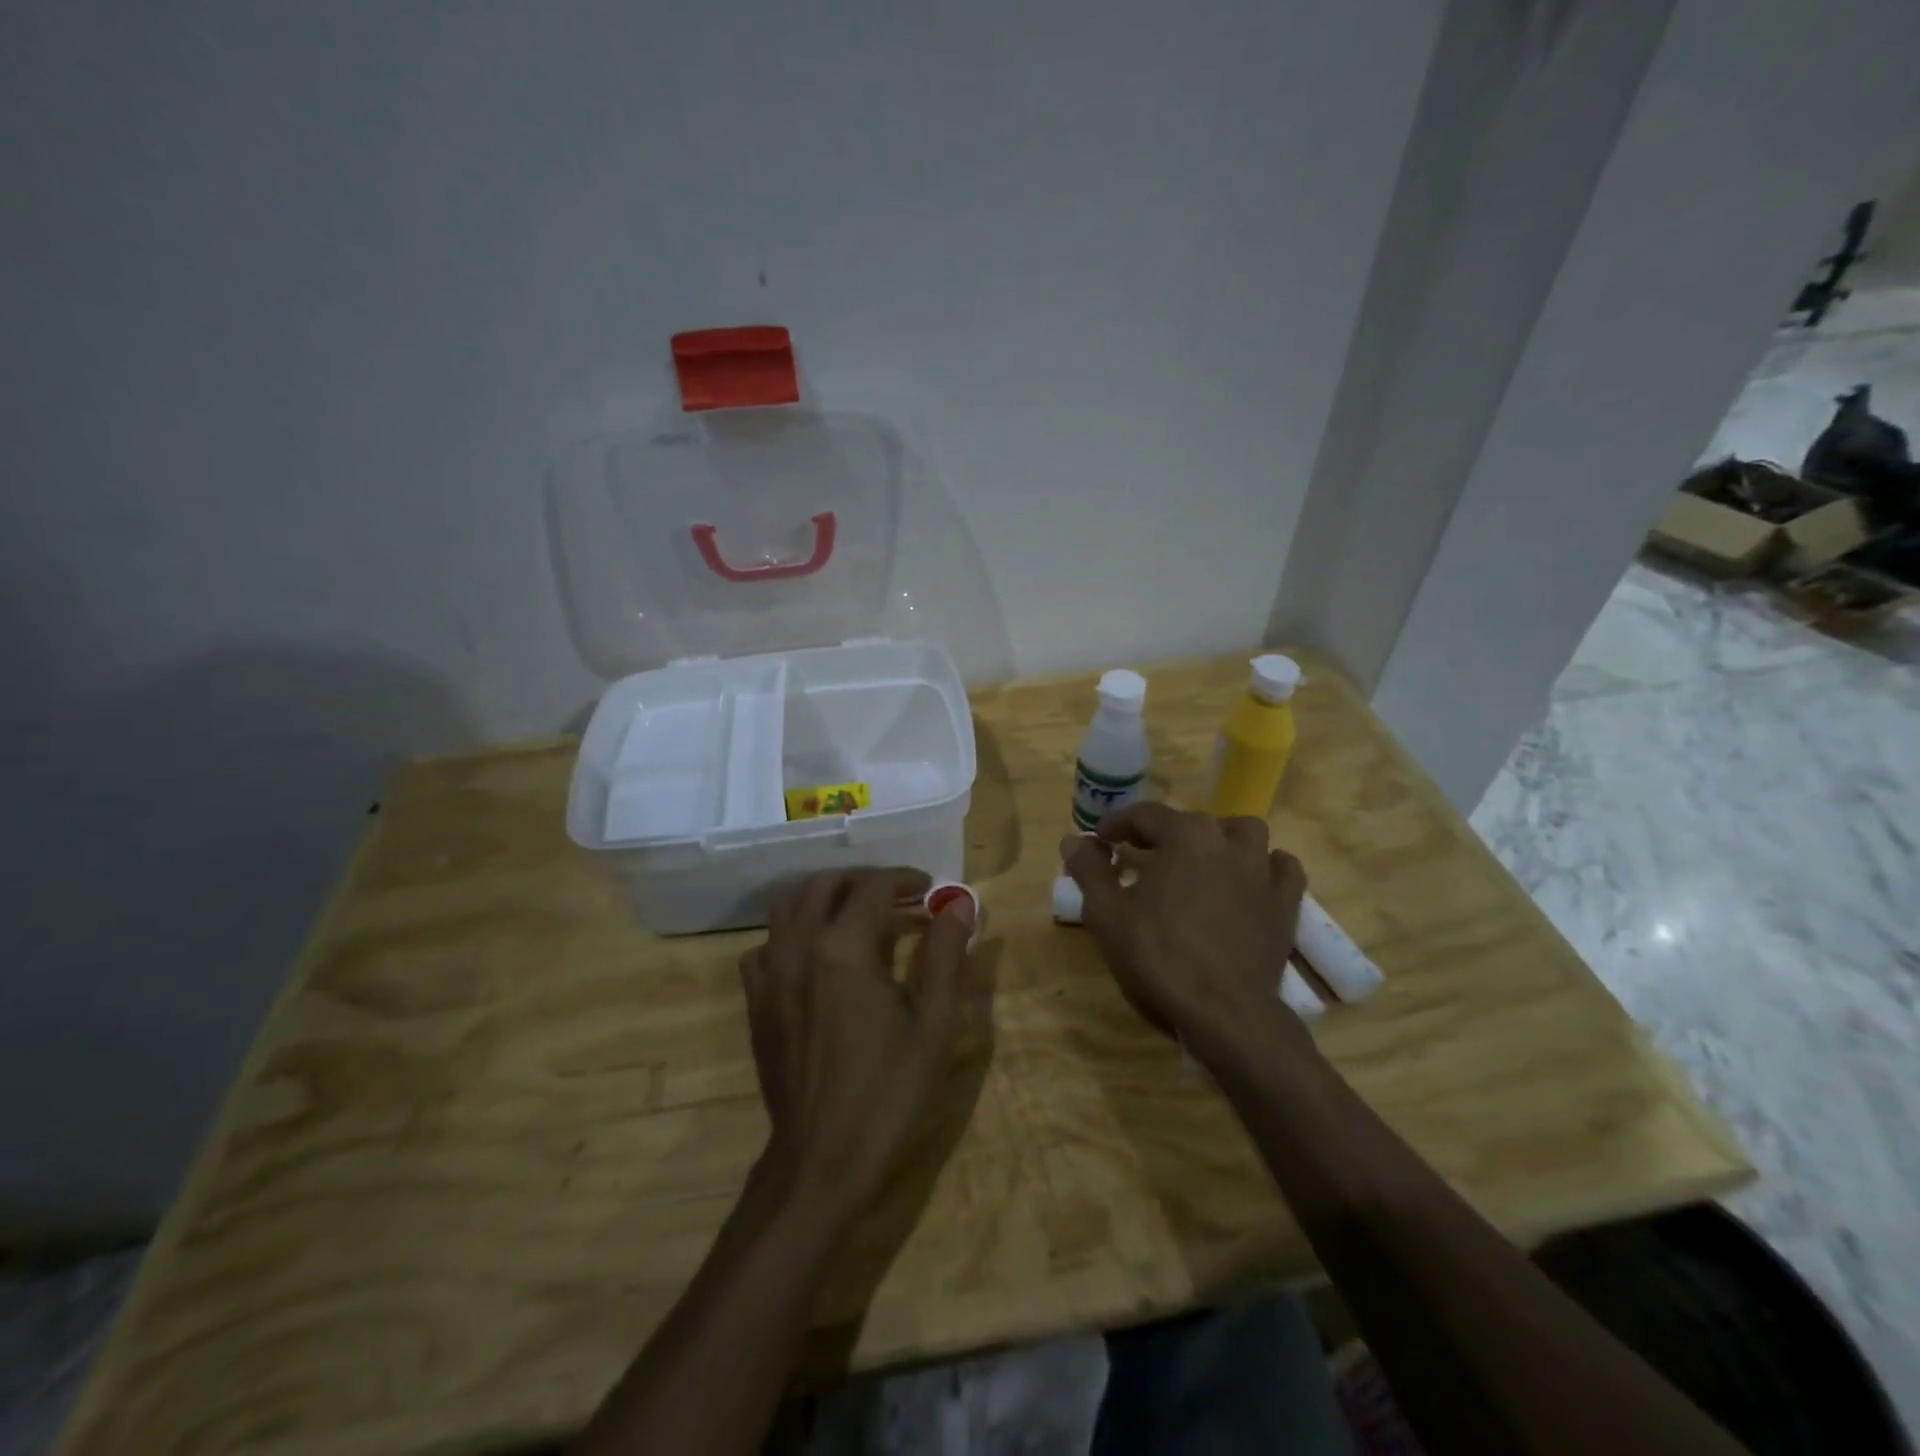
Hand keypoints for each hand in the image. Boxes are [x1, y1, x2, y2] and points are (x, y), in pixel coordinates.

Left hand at [739, 868, 980, 1213]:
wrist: (822, 1156)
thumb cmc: (887, 1090)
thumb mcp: (933, 1023)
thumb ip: (944, 955)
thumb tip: (958, 904)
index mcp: (843, 949)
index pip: (872, 887)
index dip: (903, 879)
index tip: (928, 889)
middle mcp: (799, 948)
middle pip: (824, 884)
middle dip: (863, 880)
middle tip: (895, 896)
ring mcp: (770, 974)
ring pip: (786, 906)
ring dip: (822, 896)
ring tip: (853, 912)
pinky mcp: (756, 1001)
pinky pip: (764, 946)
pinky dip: (790, 934)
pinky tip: (813, 955)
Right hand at [1062, 803, 1307, 1055]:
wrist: (1226, 1012)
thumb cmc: (1160, 956)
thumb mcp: (1107, 913)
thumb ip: (1088, 870)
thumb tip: (1073, 839)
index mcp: (1185, 836)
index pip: (1144, 814)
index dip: (1116, 824)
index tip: (1099, 839)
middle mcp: (1228, 842)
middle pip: (1190, 821)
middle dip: (1161, 832)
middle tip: (1139, 855)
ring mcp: (1262, 871)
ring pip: (1243, 833)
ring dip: (1218, 838)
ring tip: (1199, 859)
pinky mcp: (1285, 903)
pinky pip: (1281, 867)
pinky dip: (1265, 865)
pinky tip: (1248, 879)